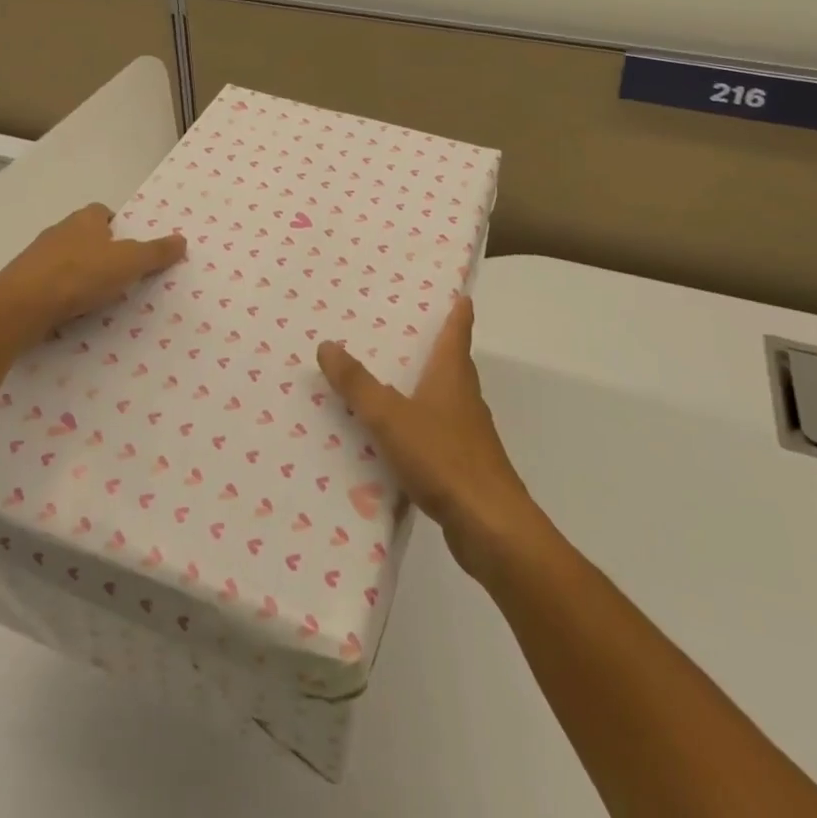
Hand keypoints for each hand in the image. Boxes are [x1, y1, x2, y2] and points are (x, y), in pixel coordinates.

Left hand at [0, 203, 187, 350]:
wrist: (20, 307)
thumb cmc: (79, 275)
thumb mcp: (129, 263)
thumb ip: (156, 252)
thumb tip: (182, 239)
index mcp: (84, 219)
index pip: (103, 212)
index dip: (118, 226)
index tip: (131, 246)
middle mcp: (58, 231)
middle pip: (84, 236)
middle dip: (101, 251)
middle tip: (121, 274)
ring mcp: (36, 258)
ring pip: (65, 260)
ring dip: (80, 274)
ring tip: (99, 298)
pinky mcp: (22, 283)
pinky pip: (49, 284)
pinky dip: (62, 295)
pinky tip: (72, 313)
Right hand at [317, 295, 546, 582]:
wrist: (490, 526)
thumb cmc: (443, 458)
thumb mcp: (390, 417)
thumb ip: (357, 384)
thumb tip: (326, 344)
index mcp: (452, 374)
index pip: (458, 329)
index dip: (458, 309)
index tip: (457, 291)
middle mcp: (464, 396)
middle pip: (451, 361)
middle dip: (432, 345)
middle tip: (400, 329)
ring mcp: (467, 432)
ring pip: (443, 398)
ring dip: (422, 386)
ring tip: (387, 380)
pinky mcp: (463, 464)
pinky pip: (436, 432)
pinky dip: (418, 425)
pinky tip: (394, 438)